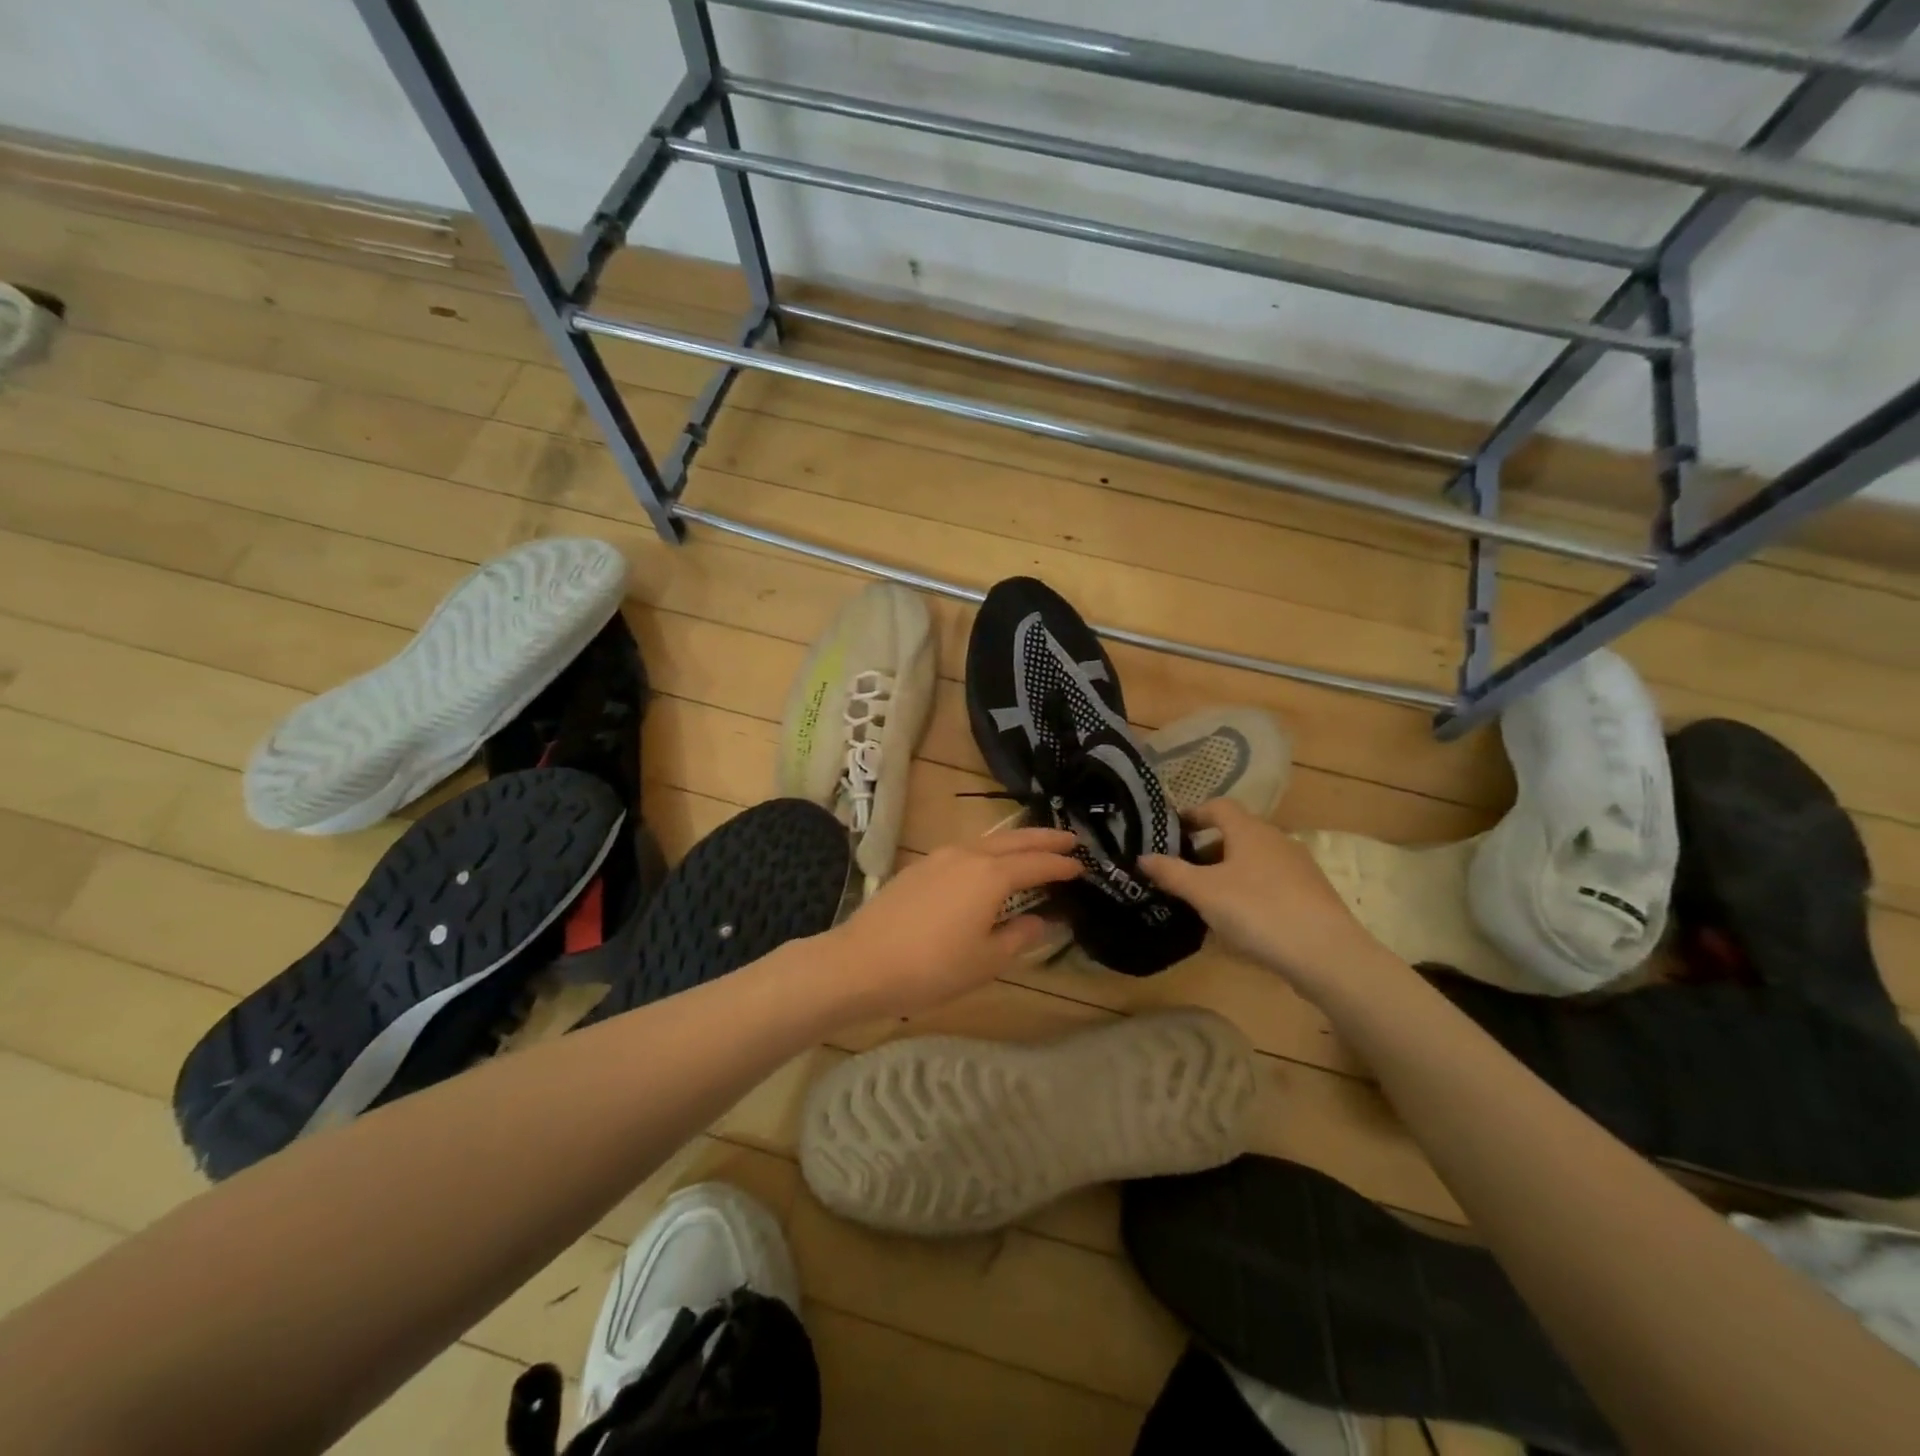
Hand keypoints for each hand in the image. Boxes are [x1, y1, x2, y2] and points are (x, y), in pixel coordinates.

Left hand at [823, 827, 1082, 1018]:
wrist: (861, 962)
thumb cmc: (931, 968)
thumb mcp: (986, 961)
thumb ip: (1020, 936)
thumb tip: (1044, 920)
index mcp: (990, 875)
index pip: (1037, 864)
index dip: (1061, 865)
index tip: (1083, 866)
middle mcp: (968, 855)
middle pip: (1014, 840)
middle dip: (1044, 839)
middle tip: (1070, 840)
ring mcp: (940, 857)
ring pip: (988, 841)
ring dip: (1016, 842)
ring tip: (1034, 848)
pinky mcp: (920, 866)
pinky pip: (966, 849)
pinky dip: (990, 851)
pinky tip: (989, 865)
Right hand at [1141, 799, 1378, 997]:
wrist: (1327, 954)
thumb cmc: (1257, 911)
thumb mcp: (1203, 893)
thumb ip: (1171, 872)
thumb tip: (1142, 857)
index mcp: (1249, 830)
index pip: (1217, 806)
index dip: (1193, 814)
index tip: (1172, 831)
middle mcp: (1276, 839)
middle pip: (1236, 833)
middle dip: (1207, 849)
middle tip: (1183, 871)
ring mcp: (1299, 866)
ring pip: (1254, 859)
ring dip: (1228, 871)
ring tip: (1207, 899)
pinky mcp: (1312, 894)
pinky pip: (1271, 882)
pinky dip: (1250, 890)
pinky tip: (1241, 919)